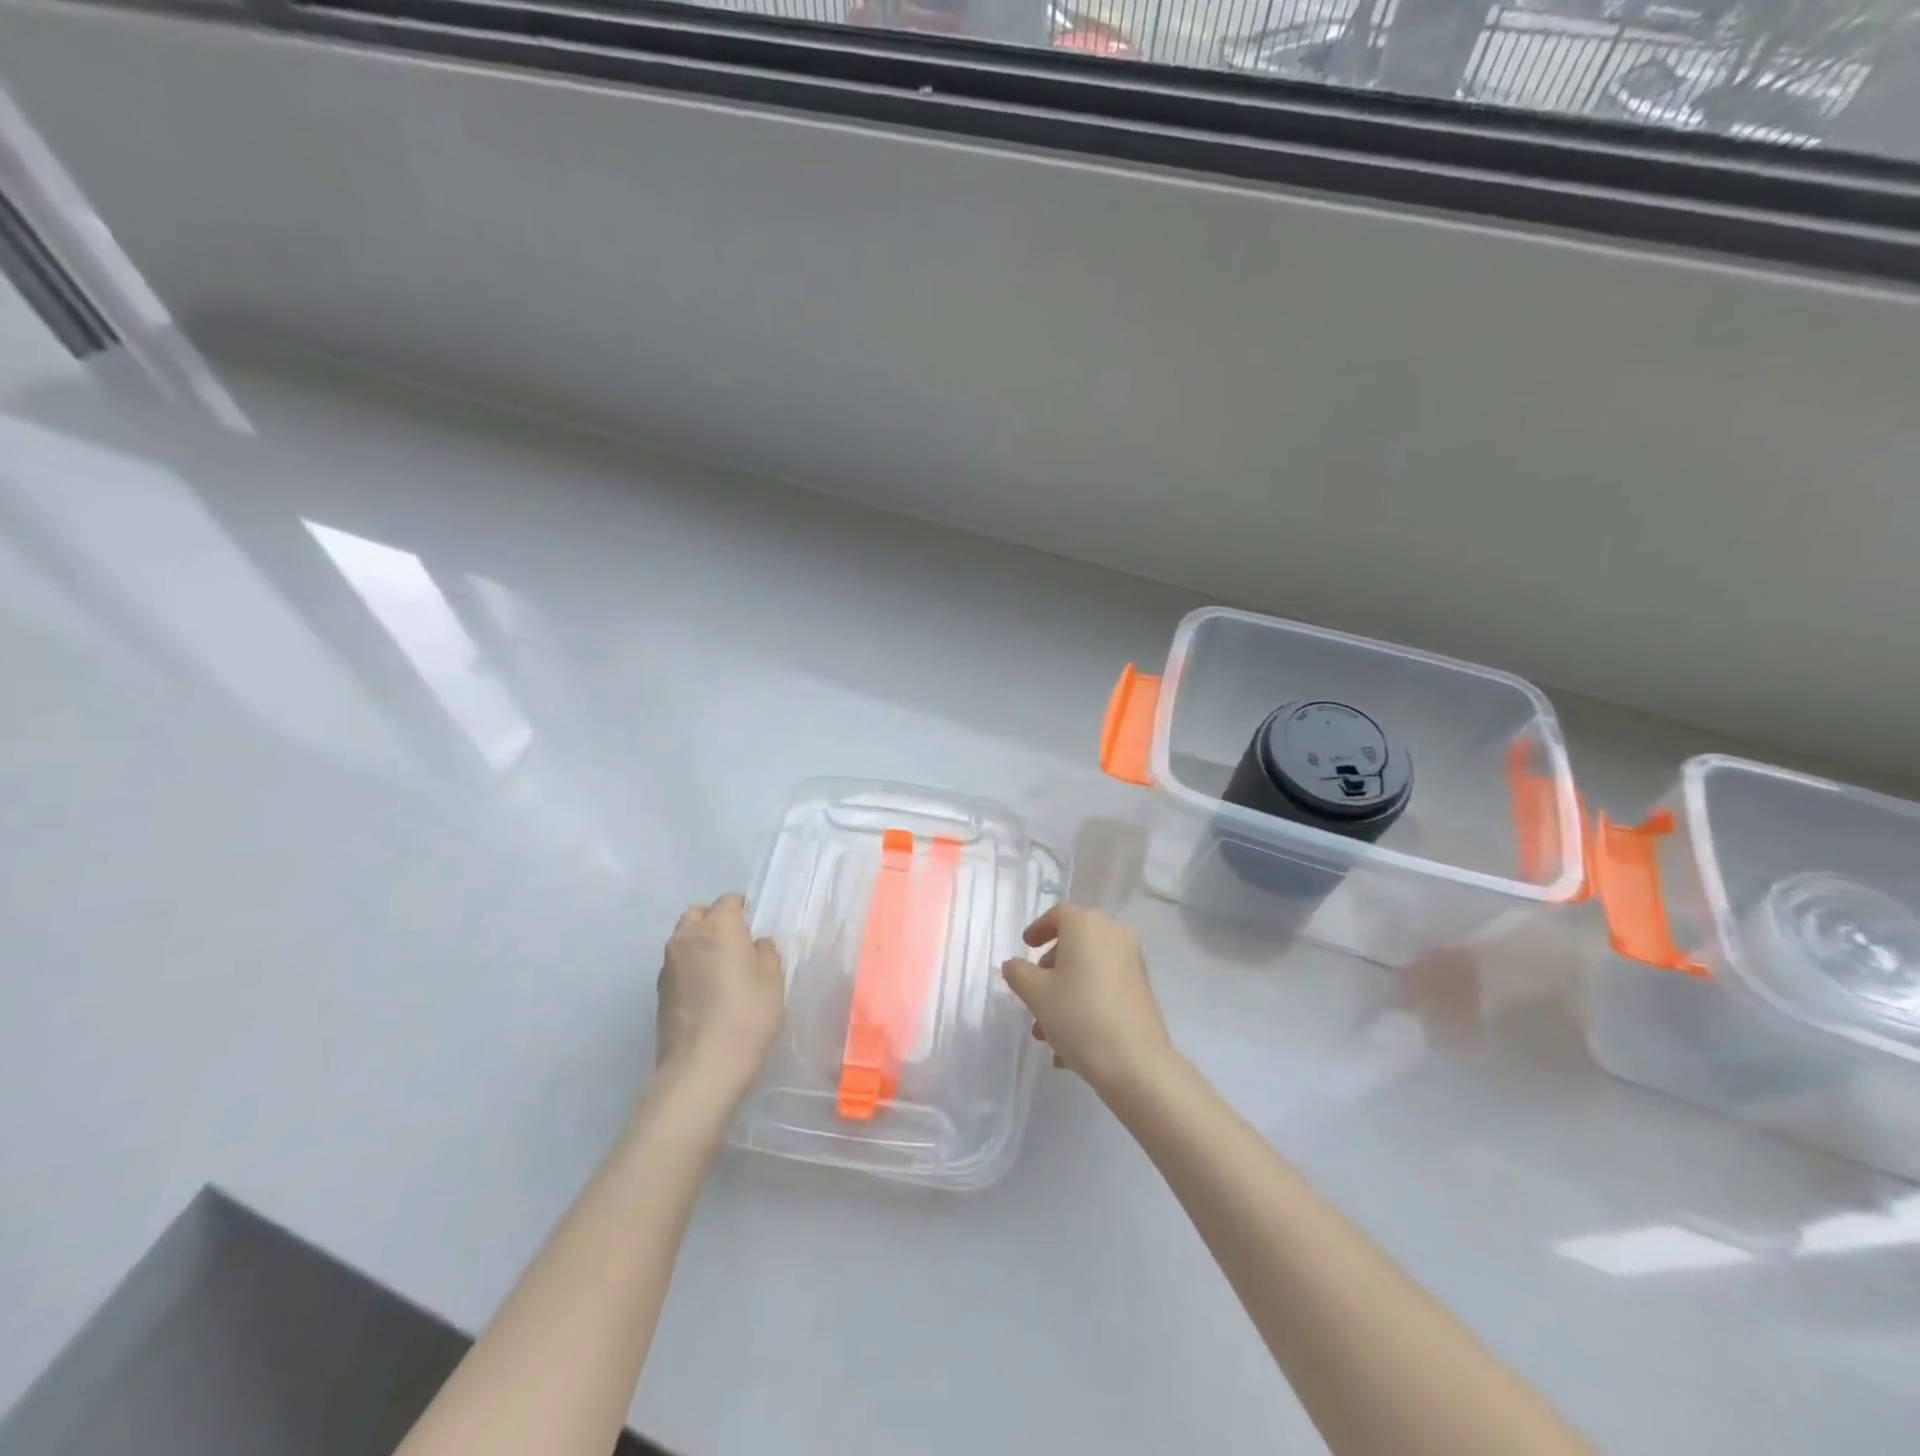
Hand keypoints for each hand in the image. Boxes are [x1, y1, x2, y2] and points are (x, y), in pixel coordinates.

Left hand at [655, 894, 784, 1099]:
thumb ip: (766, 954)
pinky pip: (676, 966)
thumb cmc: (747, 1017)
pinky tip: (704, 993)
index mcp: (719, 928)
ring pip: (682, 939)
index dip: (742, 909)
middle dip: (714, 921)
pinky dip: (689, 968)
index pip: (728, 901)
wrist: (701, 1068)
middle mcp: (688, 938)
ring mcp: (668, 965)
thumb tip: (756, 944)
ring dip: (698, 944)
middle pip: (698, 914)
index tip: (753, 927)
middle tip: (734, 944)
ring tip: (718, 970)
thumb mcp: (773, 982)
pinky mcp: (659, 992)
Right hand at [1002, 905, 1172, 1096]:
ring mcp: (1132, 962)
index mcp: (1087, 924)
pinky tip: (1071, 1044)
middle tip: (1033, 999)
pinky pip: (1105, 988)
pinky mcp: (1142, 989)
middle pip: (1074, 944)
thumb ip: (1018, 973)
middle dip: (1049, 972)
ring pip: (1088, 971)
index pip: (1059, 915)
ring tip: (1048, 1035)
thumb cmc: (1079, 1015)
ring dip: (1064, 995)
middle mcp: (1114, 934)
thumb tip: (1014, 965)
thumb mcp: (1036, 994)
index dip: (1038, 929)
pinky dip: (1086, 1004)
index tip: (1026, 947)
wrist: (1136, 1062)